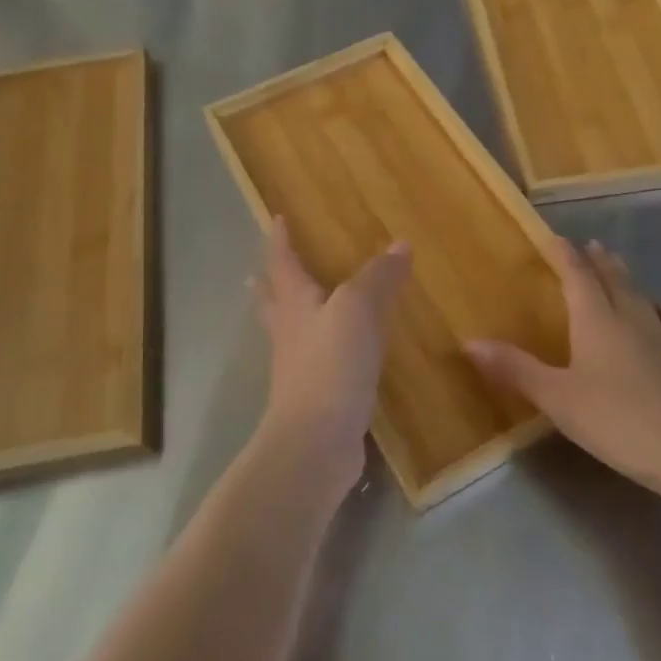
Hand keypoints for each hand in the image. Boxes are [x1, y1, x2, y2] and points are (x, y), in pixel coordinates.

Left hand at [254, 217, 411, 494]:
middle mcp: (290, 333)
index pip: (283, 263)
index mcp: (295, 305)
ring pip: (291, 333)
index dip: (281, 240)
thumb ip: (379, 277)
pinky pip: (317, 364)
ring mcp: (299, 369)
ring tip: (299, 310)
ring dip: (291, 318)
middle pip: (274, 302)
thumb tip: (400, 244)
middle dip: (269, 284)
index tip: (277, 219)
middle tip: (259, 273)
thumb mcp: (359, 310)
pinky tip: (339, 357)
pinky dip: (322, 351)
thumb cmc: (331, 365)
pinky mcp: (316, 398)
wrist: (316, 442)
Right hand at [467, 236, 660, 495]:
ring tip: (619, 268)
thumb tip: (470, 342)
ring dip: (627, 279)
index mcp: (596, 321)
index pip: (578, 277)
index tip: (554, 238)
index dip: (564, 256)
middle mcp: (630, 320)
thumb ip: (515, 368)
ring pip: (642, 297)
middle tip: (590, 245)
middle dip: (598, 261)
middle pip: (613, 280)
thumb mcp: (556, 397)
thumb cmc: (615, 420)